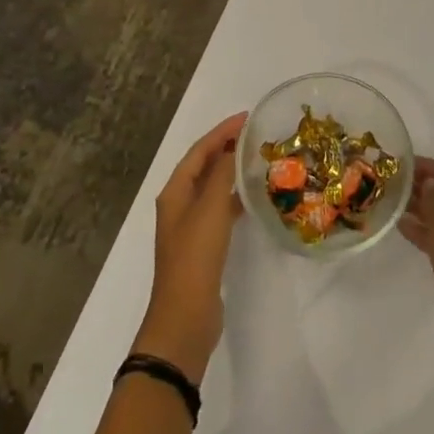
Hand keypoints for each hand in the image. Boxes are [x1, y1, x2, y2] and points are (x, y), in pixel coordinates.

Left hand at [136, 111, 246, 384]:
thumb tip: (235, 147)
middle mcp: (179, 205)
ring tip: (258, 159)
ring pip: (213, 187)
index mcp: (175, 192)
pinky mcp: (204, 246)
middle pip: (204, 166)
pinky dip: (235, 196)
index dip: (221, 132)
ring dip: (232, 171)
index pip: (199, 151)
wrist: (185, 316)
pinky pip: (220, 209)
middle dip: (227, 147)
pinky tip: (254, 197)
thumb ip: (223, 174)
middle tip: (256, 135)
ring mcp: (190, 227)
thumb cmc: (195, 257)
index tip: (247, 117)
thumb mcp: (210, 209)